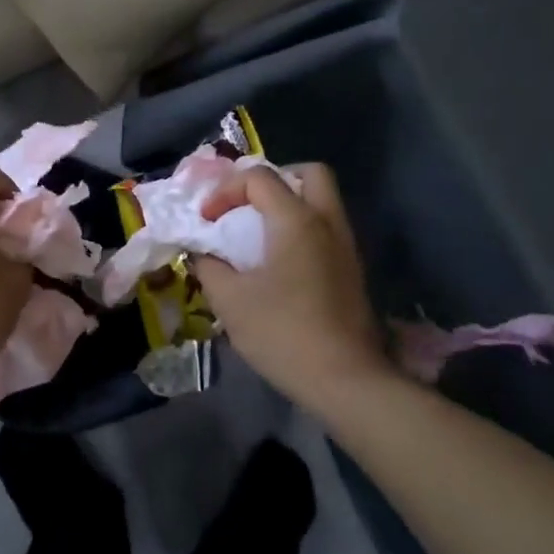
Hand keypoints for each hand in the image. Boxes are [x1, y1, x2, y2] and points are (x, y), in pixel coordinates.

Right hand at [194, 162, 392, 410]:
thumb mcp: (231, 301)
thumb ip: (209, 267)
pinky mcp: (353, 271)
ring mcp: (346, 246)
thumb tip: (201, 253)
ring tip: (259, 234)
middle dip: (275, 180)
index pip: (259, 177)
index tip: (206, 220)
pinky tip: (280, 263)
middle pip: (310, 173)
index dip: (225, 191)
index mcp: (296, 220)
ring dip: (291, 205)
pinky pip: (328, 229)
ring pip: (324, 201)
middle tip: (249, 206)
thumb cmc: (283, 333)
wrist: (345, 380)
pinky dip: (303, 230)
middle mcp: (327, 222)